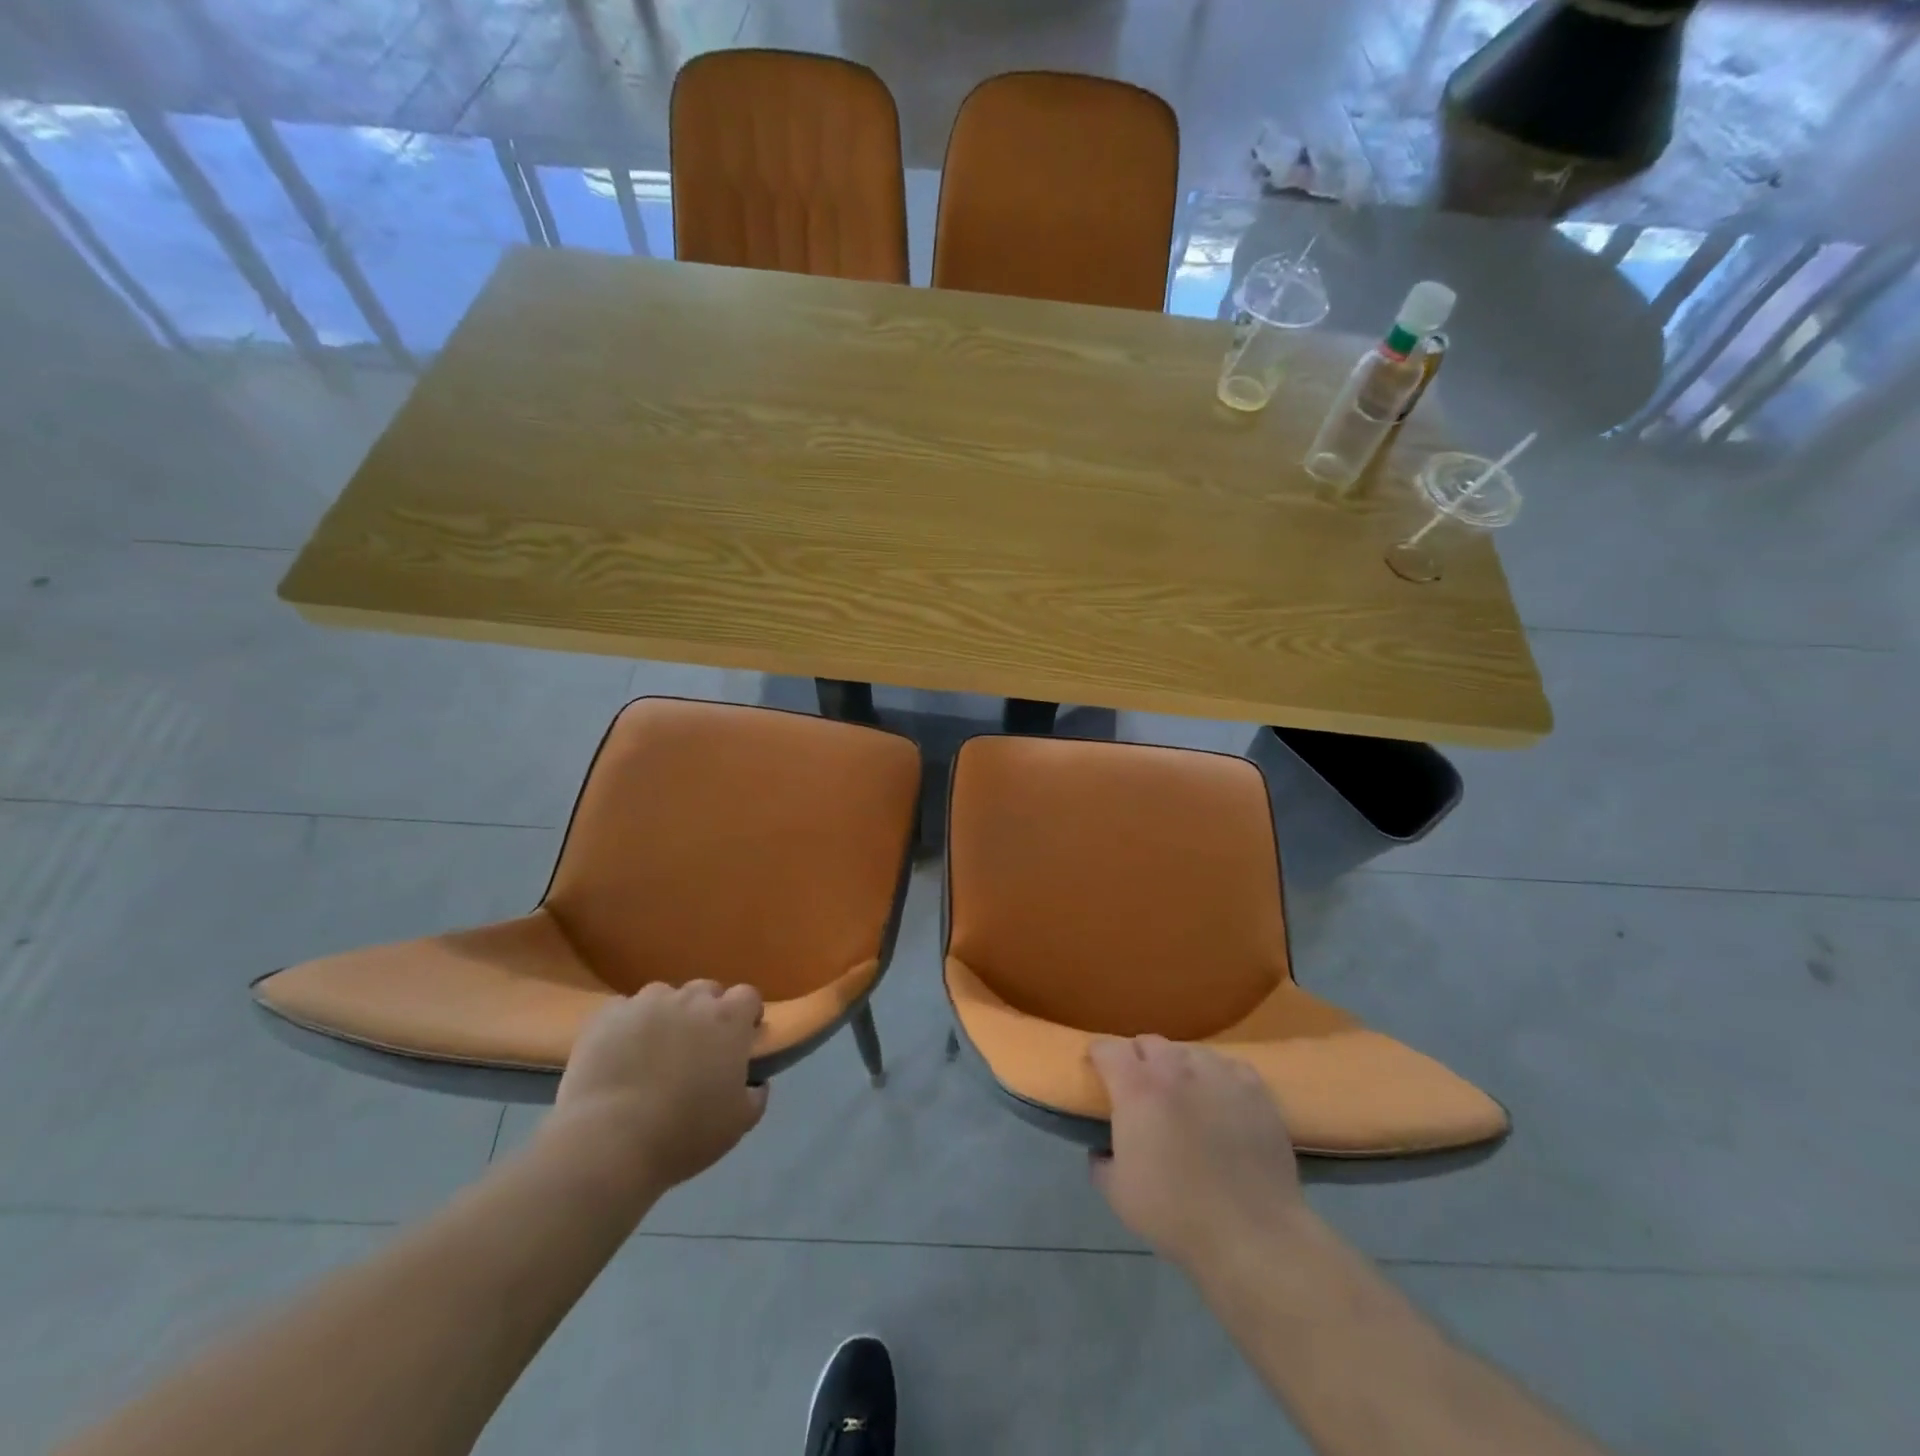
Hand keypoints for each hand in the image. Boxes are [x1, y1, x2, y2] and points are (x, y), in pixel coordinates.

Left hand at [550, 981, 768, 1196]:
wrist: (607, 1143)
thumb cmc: (683, 1134)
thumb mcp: (738, 1124)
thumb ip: (756, 1095)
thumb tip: (754, 1082)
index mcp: (728, 1019)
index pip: (747, 996)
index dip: (747, 1013)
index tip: (743, 1034)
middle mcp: (690, 1000)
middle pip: (706, 990)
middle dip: (707, 1011)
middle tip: (698, 1045)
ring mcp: (646, 1003)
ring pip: (664, 996)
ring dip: (666, 1014)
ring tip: (654, 1048)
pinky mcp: (607, 1015)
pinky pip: (625, 1010)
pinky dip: (628, 1025)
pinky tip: (620, 1053)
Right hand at [1089, 1035, 1305, 1272]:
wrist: (1251, 1235)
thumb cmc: (1175, 1214)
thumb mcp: (1117, 1194)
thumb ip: (1101, 1161)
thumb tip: (1102, 1148)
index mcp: (1136, 1088)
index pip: (1107, 1049)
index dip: (1099, 1057)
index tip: (1098, 1072)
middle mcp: (1175, 1068)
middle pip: (1149, 1042)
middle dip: (1139, 1059)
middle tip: (1141, 1089)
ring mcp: (1218, 1074)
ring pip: (1189, 1052)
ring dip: (1179, 1067)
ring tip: (1184, 1095)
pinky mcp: (1253, 1088)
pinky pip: (1228, 1067)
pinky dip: (1218, 1078)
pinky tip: (1222, 1101)